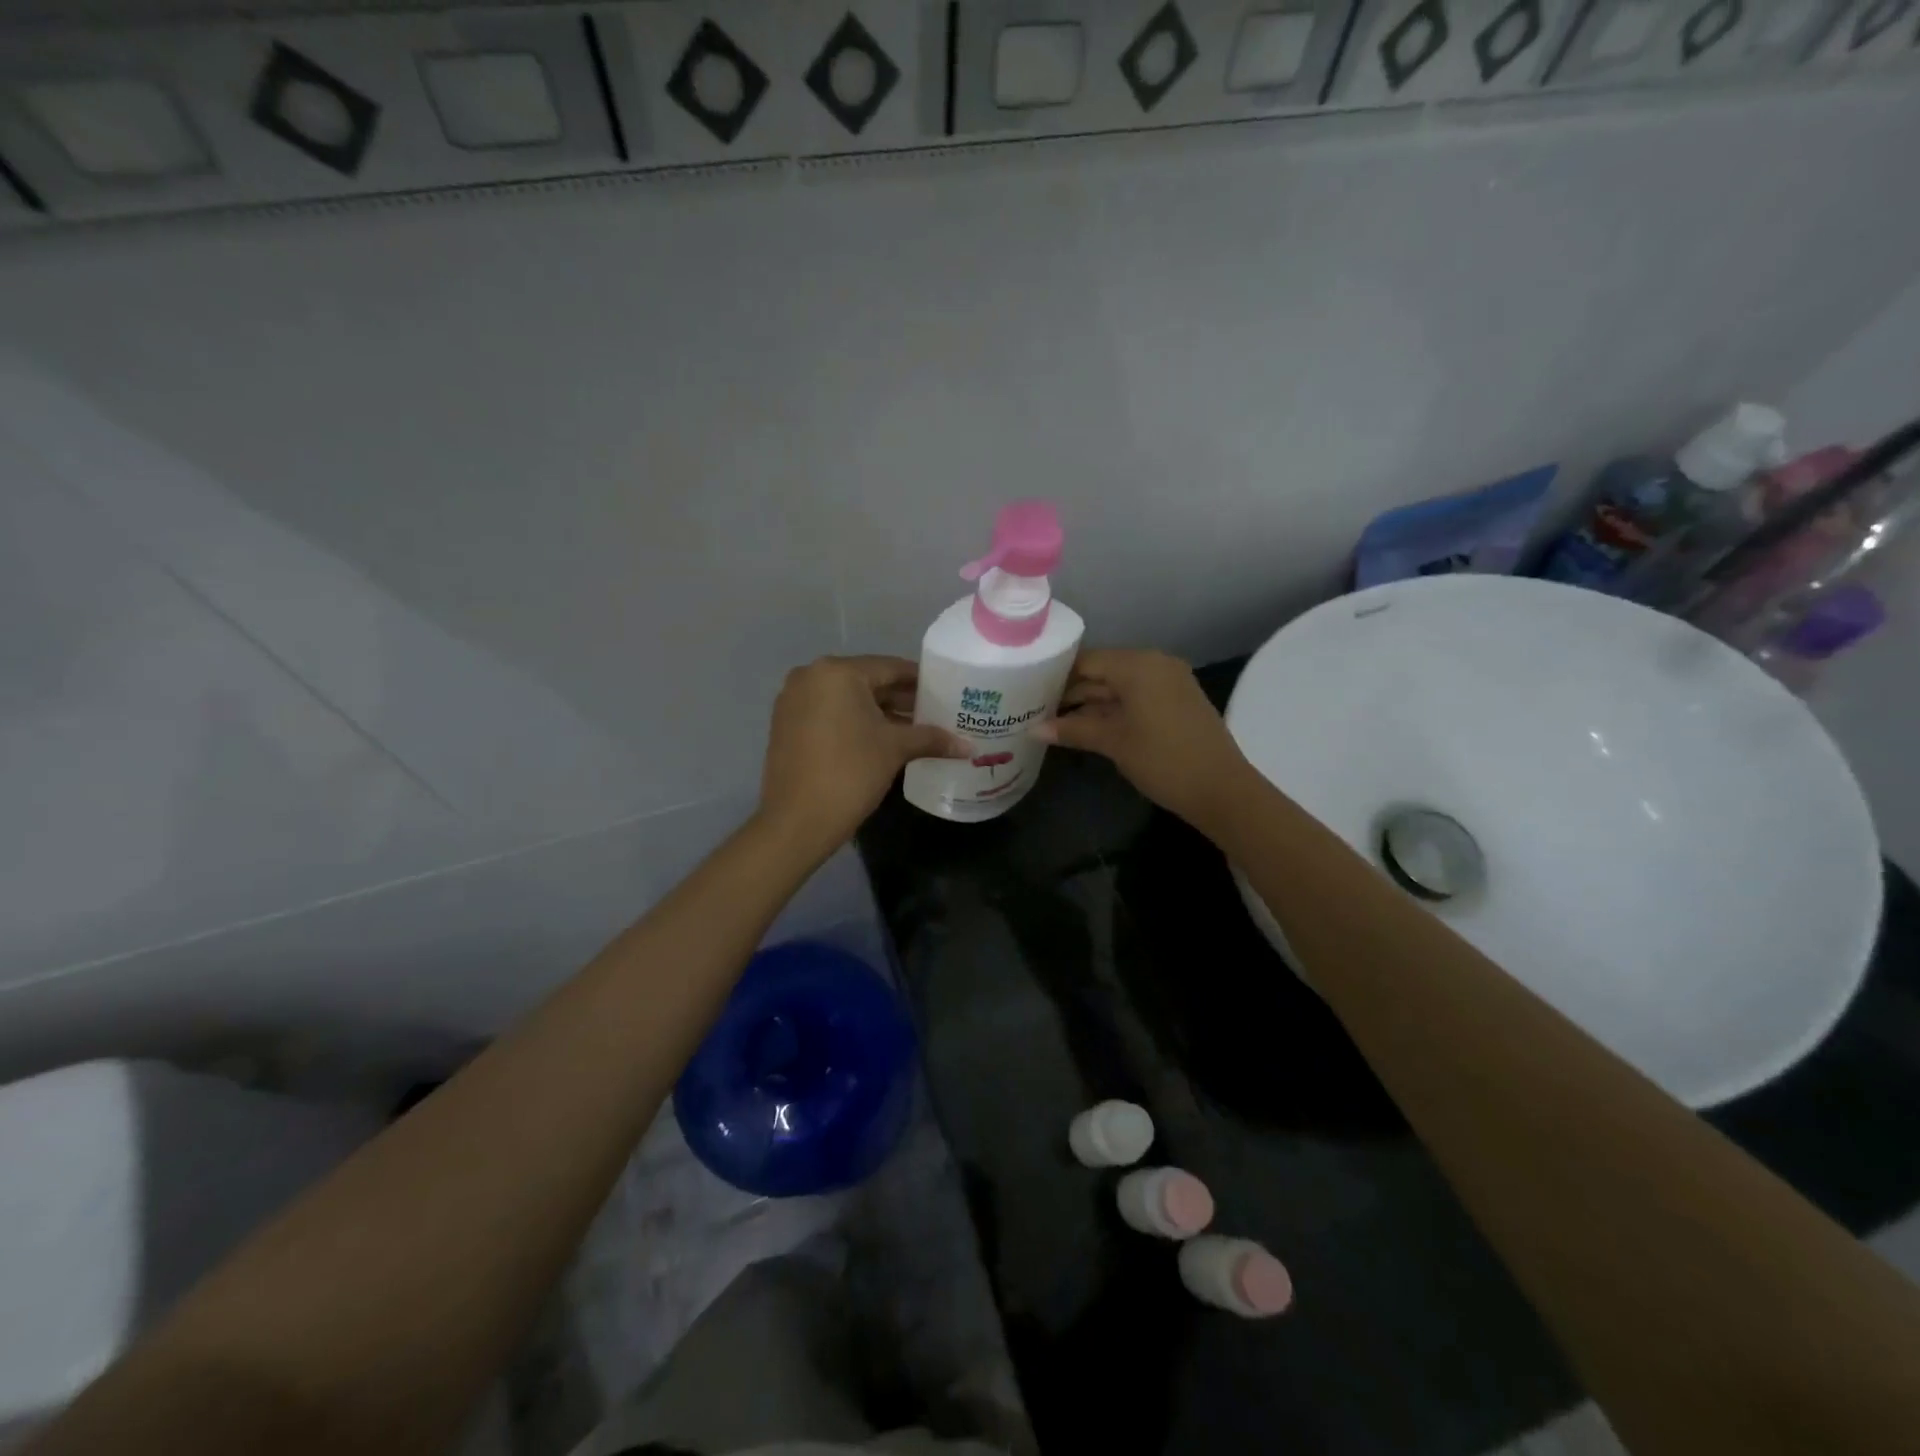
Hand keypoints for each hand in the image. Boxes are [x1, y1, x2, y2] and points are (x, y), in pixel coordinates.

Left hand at [757, 656, 967, 861]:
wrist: (796, 821)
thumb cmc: (850, 773)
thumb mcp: (895, 750)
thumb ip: (931, 738)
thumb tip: (968, 747)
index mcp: (837, 672)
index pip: (891, 667)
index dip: (921, 681)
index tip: (946, 692)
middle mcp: (811, 676)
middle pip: (868, 681)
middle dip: (900, 698)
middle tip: (934, 714)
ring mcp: (794, 700)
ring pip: (847, 699)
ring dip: (879, 712)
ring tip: (913, 730)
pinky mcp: (786, 724)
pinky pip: (829, 713)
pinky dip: (854, 722)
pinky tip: (880, 740)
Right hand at [1033, 649, 1254, 828]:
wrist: (1221, 789)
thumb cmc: (1163, 759)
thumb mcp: (1113, 743)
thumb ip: (1073, 730)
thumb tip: (1033, 729)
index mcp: (1138, 665)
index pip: (1087, 661)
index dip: (1057, 676)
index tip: (1029, 691)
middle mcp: (1155, 664)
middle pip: (1103, 671)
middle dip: (1072, 692)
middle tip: (1036, 709)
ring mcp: (1169, 682)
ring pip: (1119, 686)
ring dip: (1091, 704)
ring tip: (1055, 721)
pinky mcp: (1177, 702)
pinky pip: (1137, 697)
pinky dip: (1113, 710)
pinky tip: (1088, 727)